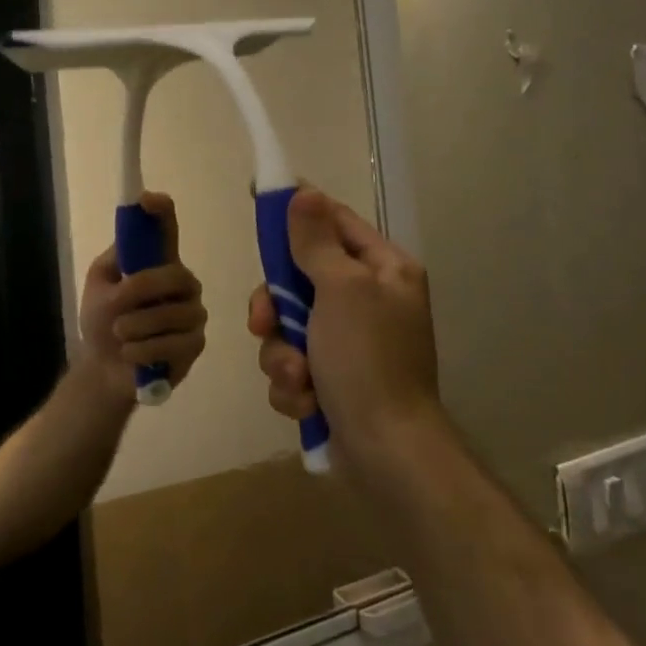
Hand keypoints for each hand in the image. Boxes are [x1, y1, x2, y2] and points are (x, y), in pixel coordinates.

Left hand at [78, 192, 207, 402]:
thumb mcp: (99, 288)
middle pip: (175, 274)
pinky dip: (144, 351)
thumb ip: (114, 264)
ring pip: (173, 314)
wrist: (104, 369)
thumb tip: (131, 245)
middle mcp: (183, 283)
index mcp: (158, 263)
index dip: (161, 211)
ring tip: (121, 337)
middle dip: (142, 294)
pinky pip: (174, 344)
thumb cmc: (102, 322)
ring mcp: (192, 314)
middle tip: (116, 316)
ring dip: (137, 328)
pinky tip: (132, 355)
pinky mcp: (195, 344)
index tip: (148, 200)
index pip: (167, 229)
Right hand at [246, 189, 439, 459]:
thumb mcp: (342, 290)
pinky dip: (293, 385)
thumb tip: (304, 193)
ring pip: (287, 328)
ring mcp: (348, 343)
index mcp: (383, 270)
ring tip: (300, 380)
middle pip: (298, 278)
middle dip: (276, 309)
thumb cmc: (368, 360)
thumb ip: (316, 242)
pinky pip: (292, 365)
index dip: (298, 211)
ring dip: (283, 355)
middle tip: (264, 323)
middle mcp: (367, 301)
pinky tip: (308, 403)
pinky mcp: (331, 380)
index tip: (259, 202)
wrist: (385, 452)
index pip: (334, 222)